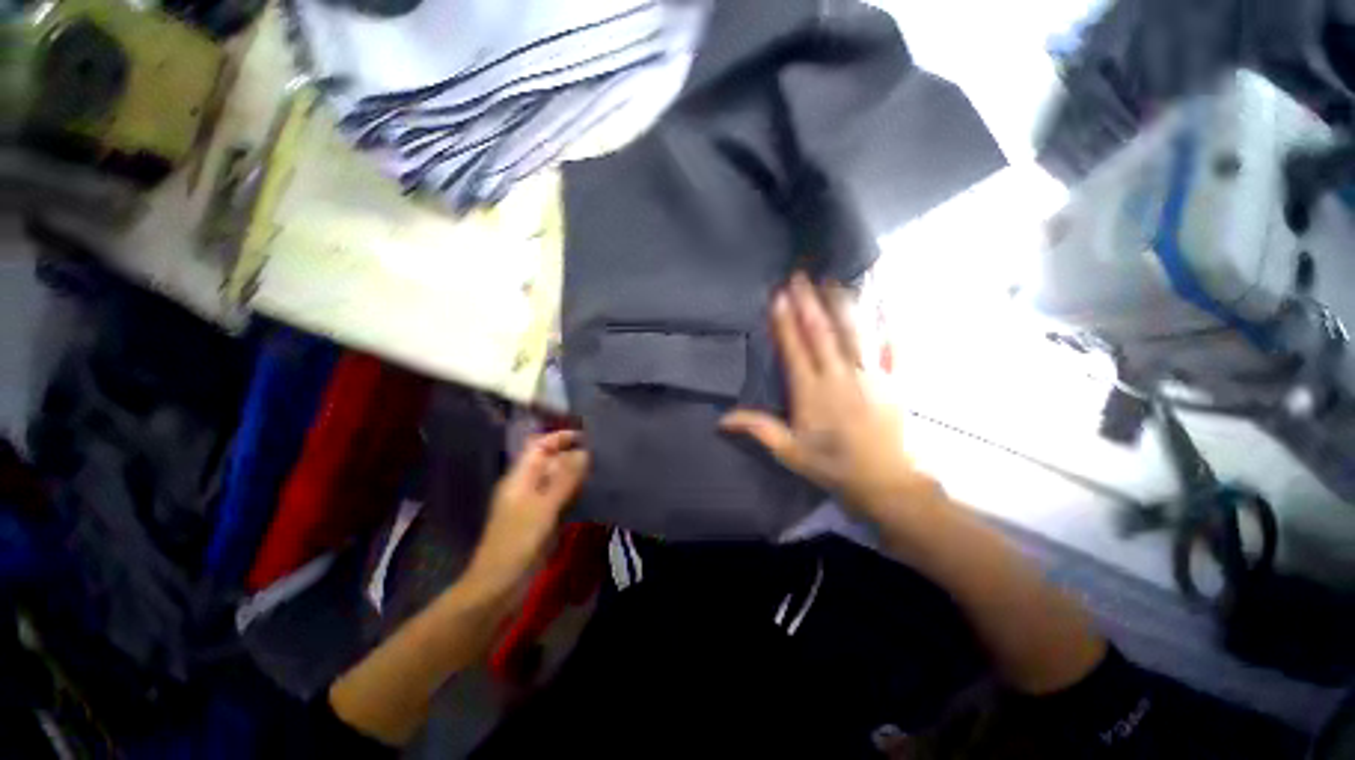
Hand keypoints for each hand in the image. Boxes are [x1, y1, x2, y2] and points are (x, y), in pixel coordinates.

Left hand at [464, 431, 588, 594]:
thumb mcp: (543, 507)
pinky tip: (594, 494)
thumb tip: (584, 453)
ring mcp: (535, 504)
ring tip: (603, 470)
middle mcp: (527, 486)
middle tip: (602, 455)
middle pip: (551, 462)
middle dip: (573, 456)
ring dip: (577, 475)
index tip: (587, 436)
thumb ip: (564, 479)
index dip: (560, 437)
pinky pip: (562, 499)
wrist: (499, 586)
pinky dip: (576, 493)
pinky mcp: (543, 521)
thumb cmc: (518, 542)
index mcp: (520, 478)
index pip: (539, 446)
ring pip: (558, 481)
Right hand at [720, 273, 942, 520]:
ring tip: (831, 278)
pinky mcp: (895, 380)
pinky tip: (882, 301)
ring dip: (841, 303)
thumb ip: (758, 429)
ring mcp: (871, 375)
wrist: (885, 482)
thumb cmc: (832, 466)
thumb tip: (721, 419)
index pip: (794, 350)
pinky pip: (892, 345)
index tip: (778, 295)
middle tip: (799, 274)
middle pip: (822, 333)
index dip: (785, 322)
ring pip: (855, 331)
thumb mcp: (789, 452)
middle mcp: (840, 377)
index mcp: (812, 393)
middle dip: (808, 301)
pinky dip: (886, 321)